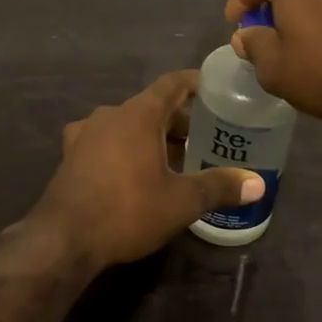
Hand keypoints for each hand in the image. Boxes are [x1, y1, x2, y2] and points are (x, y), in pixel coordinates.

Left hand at [33, 70, 264, 270]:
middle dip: (178, 119)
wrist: (63, 239)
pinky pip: (107, 141)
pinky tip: (136, 172)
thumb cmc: (126, 210)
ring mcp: (85, 134)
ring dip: (151, 135)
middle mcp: (110, 115)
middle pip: (150, 106)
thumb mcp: (180, 202)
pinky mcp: (71, 156)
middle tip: (205, 136)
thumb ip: (219, 187)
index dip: (194, 82)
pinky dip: (127, 148)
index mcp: (138, 114)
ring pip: (127, 124)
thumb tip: (258, 183)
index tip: (214, 87)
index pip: (171, 84)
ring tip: (175, 157)